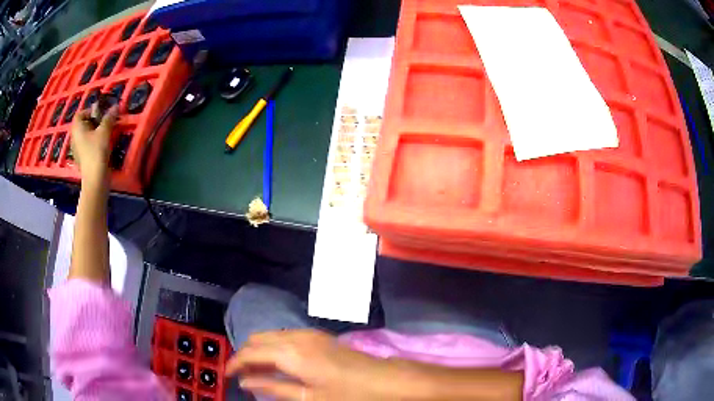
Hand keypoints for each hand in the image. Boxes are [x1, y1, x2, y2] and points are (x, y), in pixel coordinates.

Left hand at [70, 105, 117, 182]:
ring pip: (84, 136)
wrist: (95, 179)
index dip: (89, 111)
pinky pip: (85, 146)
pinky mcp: (81, 160)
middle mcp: (74, 138)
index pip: (80, 114)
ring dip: (93, 133)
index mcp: (77, 129)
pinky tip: (100, 147)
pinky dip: (92, 143)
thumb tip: (115, 106)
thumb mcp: (105, 131)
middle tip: (104, 123)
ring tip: (103, 135)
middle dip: (92, 122)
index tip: (100, 113)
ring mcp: (76, 150)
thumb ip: (109, 118)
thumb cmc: (96, 151)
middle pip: (82, 125)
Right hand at [226, 329, 396, 399]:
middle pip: (257, 339)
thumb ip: (273, 388)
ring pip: (270, 336)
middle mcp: (295, 337)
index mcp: (290, 353)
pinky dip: (273, 347)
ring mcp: (308, 333)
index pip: (250, 353)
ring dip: (259, 350)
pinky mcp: (317, 335)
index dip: (235, 363)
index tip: (227, 375)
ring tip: (257, 372)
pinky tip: (277, 363)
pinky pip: (284, 336)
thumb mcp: (308, 397)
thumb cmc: (346, 394)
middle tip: (242, 375)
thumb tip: (246, 383)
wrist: (383, 379)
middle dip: (245, 355)